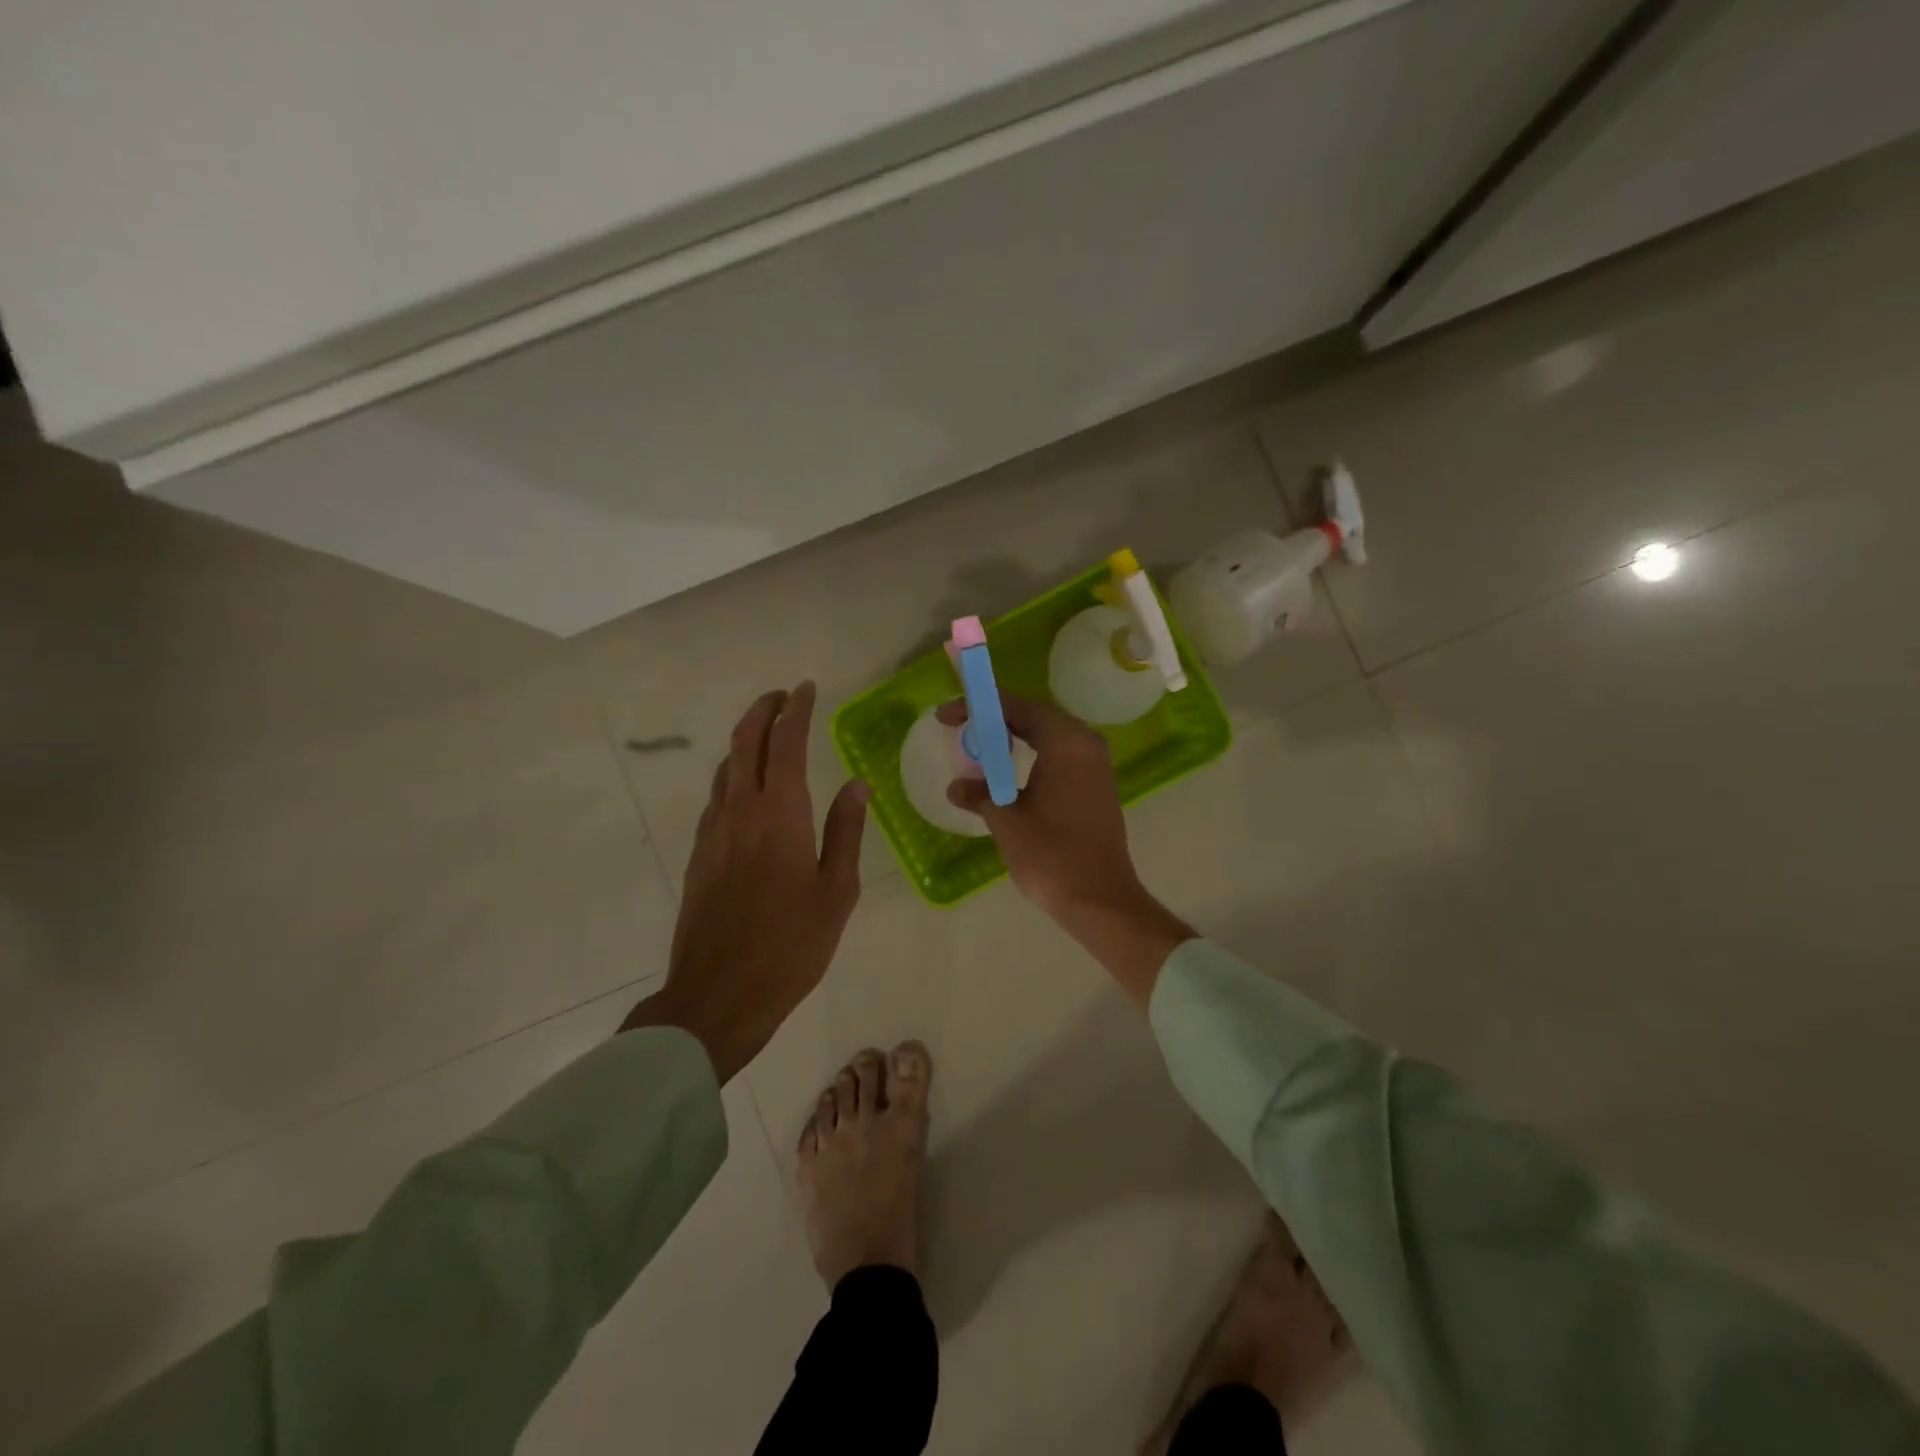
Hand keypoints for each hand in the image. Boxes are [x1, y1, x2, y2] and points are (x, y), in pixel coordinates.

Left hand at [623, 683, 868, 1080]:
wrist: (717, 994)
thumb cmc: (791, 945)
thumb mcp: (836, 891)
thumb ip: (846, 831)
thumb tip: (857, 785)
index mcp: (781, 815)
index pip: (786, 743)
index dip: (796, 710)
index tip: (806, 689)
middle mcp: (741, 810)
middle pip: (745, 742)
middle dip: (763, 711)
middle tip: (782, 696)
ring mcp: (713, 831)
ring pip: (726, 767)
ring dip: (746, 741)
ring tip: (768, 735)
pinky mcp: (698, 853)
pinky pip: (716, 796)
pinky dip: (733, 775)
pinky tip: (746, 789)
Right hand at [940, 693, 1192, 1005]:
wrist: (1099, 898)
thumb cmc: (1050, 854)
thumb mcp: (1006, 821)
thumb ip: (980, 795)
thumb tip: (956, 787)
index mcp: (1065, 741)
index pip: (1017, 706)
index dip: (978, 707)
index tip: (946, 717)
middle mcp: (1085, 743)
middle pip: (1036, 715)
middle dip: (996, 718)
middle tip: (961, 729)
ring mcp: (1096, 764)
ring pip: (1050, 735)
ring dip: (1015, 737)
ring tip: (981, 748)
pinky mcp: (1098, 785)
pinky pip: (1061, 754)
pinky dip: (1034, 754)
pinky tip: (1010, 773)